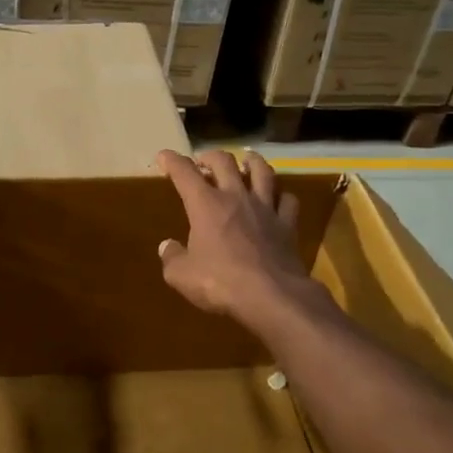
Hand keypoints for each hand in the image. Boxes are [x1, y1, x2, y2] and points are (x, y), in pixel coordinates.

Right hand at [156, 149, 315, 327]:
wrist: (271, 297)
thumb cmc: (220, 283)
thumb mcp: (181, 276)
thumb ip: (172, 258)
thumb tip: (167, 247)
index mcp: (206, 205)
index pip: (185, 173)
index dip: (172, 161)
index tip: (164, 156)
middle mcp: (236, 197)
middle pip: (224, 162)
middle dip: (210, 156)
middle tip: (203, 161)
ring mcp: (266, 208)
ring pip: (262, 171)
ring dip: (252, 162)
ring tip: (247, 161)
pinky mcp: (288, 225)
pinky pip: (288, 200)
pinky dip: (281, 196)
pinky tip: (278, 199)